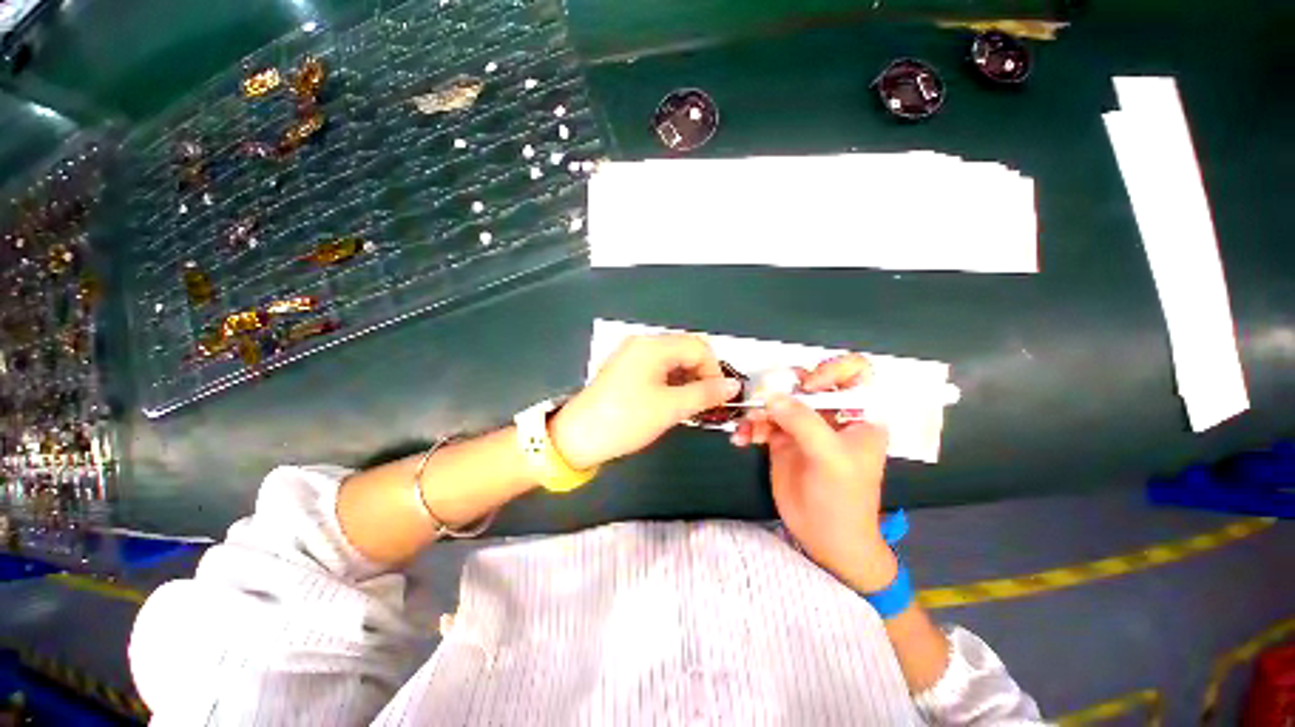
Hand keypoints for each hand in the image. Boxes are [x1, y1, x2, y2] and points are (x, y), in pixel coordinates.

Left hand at [549, 334, 741, 470]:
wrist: (577, 437)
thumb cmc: (626, 419)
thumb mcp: (670, 408)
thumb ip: (705, 394)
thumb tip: (734, 386)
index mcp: (653, 346)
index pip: (699, 347)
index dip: (715, 370)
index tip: (718, 398)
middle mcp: (643, 344)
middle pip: (686, 351)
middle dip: (701, 375)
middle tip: (706, 404)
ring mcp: (632, 356)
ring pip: (673, 361)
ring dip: (687, 381)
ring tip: (691, 407)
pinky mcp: (626, 370)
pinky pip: (658, 369)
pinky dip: (672, 383)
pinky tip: (673, 402)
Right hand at [734, 355, 897, 592]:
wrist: (825, 538)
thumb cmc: (842, 498)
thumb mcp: (830, 458)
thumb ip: (803, 422)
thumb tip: (771, 396)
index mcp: (858, 413)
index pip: (852, 372)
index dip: (830, 371)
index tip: (808, 388)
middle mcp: (831, 414)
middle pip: (805, 382)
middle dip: (781, 390)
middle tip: (762, 404)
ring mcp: (804, 426)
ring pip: (779, 400)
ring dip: (759, 410)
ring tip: (747, 429)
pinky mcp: (782, 439)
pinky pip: (763, 421)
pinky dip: (750, 427)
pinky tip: (741, 440)